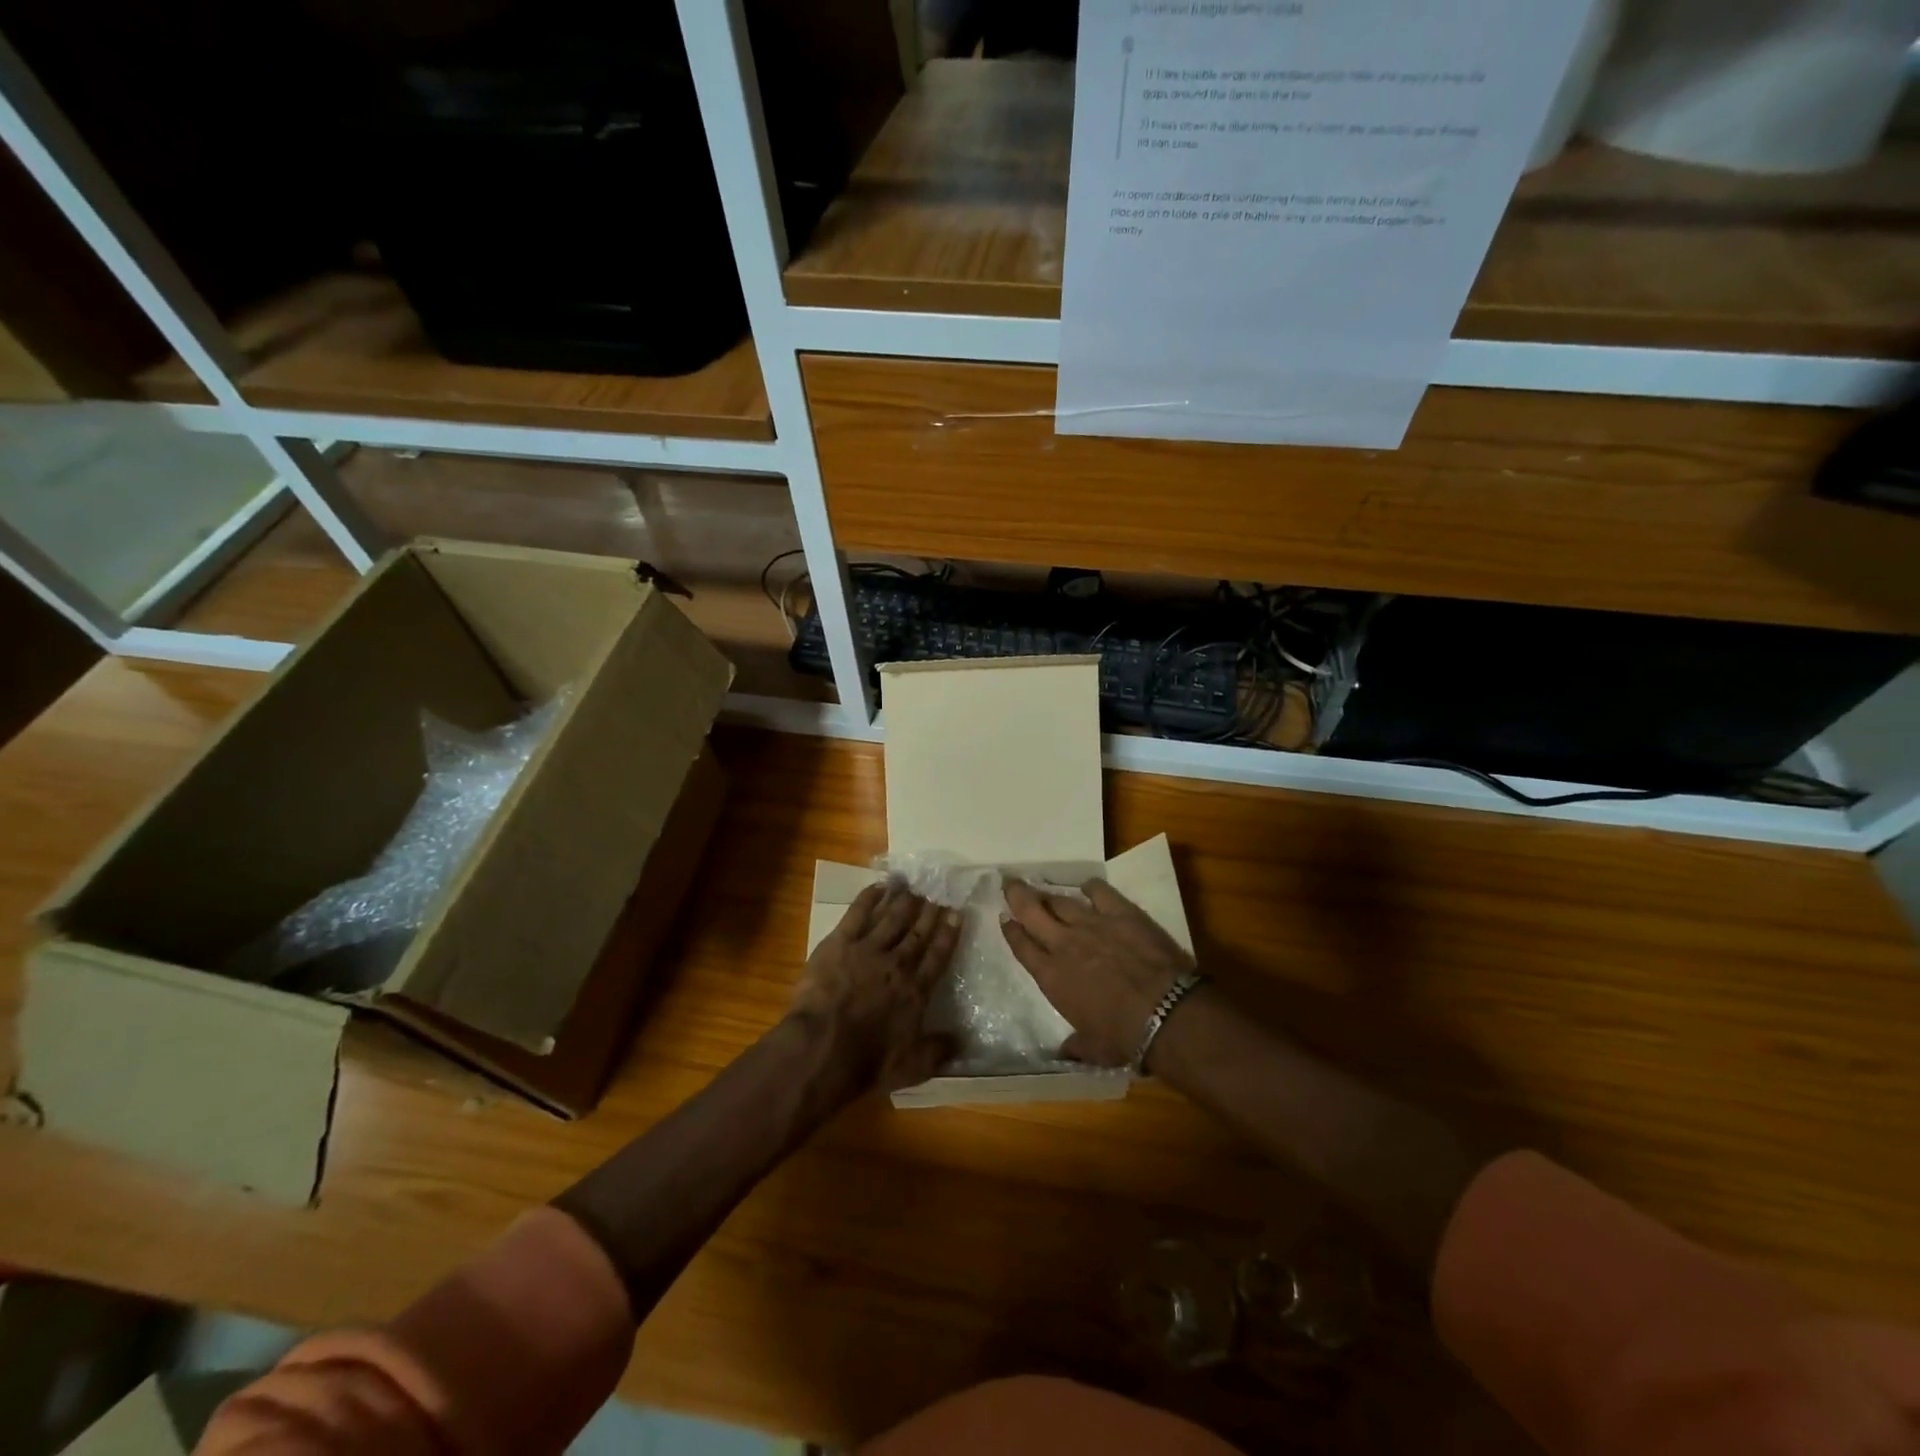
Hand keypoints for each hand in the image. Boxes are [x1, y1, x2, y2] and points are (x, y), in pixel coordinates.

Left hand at [792, 881, 961, 1092]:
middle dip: (929, 911)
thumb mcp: (912, 1067)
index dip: (948, 933)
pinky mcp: (840, 942)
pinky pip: (858, 914)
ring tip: (913, 885)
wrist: (824, 1047)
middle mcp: (897, 964)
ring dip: (904, 900)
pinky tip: (879, 886)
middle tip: (937, 891)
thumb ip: (938, 1051)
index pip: (938, 956)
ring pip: (892, 917)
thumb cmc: (868, 1062)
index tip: (956, 913)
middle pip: (917, 932)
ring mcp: (868, 949)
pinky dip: (870, 898)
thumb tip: (961, 1041)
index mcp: (916, 991)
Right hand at [1002, 879, 1195, 1067]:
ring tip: (1042, 888)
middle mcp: (1064, 944)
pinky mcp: (1120, 912)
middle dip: (1018, 896)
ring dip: (1049, 894)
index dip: (1011, 931)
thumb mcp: (1093, 1049)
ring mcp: (1092, 924)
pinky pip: (1099, 891)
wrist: (1164, 1012)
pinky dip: (1091, 887)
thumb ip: (1076, 1045)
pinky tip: (1088, 886)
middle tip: (1010, 883)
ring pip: (1061, 900)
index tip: (1005, 919)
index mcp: (1051, 977)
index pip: (1022, 947)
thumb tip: (1066, 1052)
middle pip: (1032, 911)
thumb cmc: (1123, 1036)